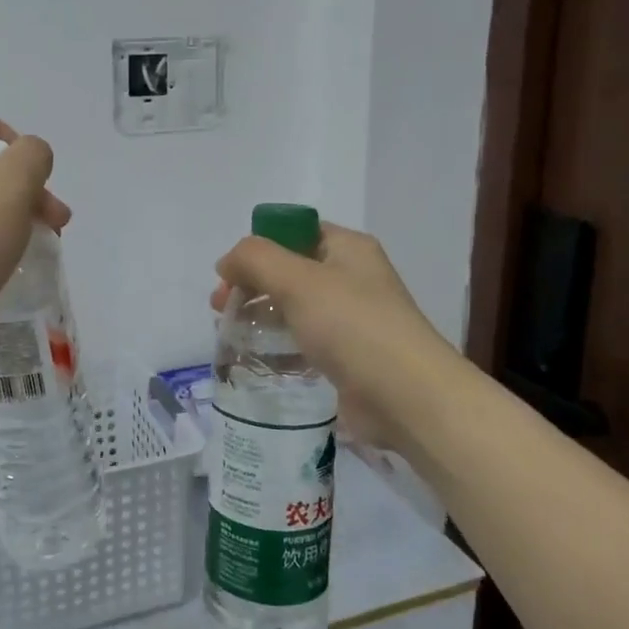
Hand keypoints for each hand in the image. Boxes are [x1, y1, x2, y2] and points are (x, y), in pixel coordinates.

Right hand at [211, 224, 456, 451]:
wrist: (408, 398)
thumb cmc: (353, 327)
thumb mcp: (298, 280)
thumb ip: (255, 260)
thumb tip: (227, 262)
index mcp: (347, 248)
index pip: (294, 231)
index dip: (258, 246)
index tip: (227, 273)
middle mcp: (351, 277)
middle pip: (290, 269)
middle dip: (252, 283)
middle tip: (220, 307)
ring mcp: (351, 319)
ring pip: (295, 306)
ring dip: (262, 314)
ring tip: (230, 333)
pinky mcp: (348, 356)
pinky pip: (305, 340)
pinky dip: (280, 345)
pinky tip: (257, 358)